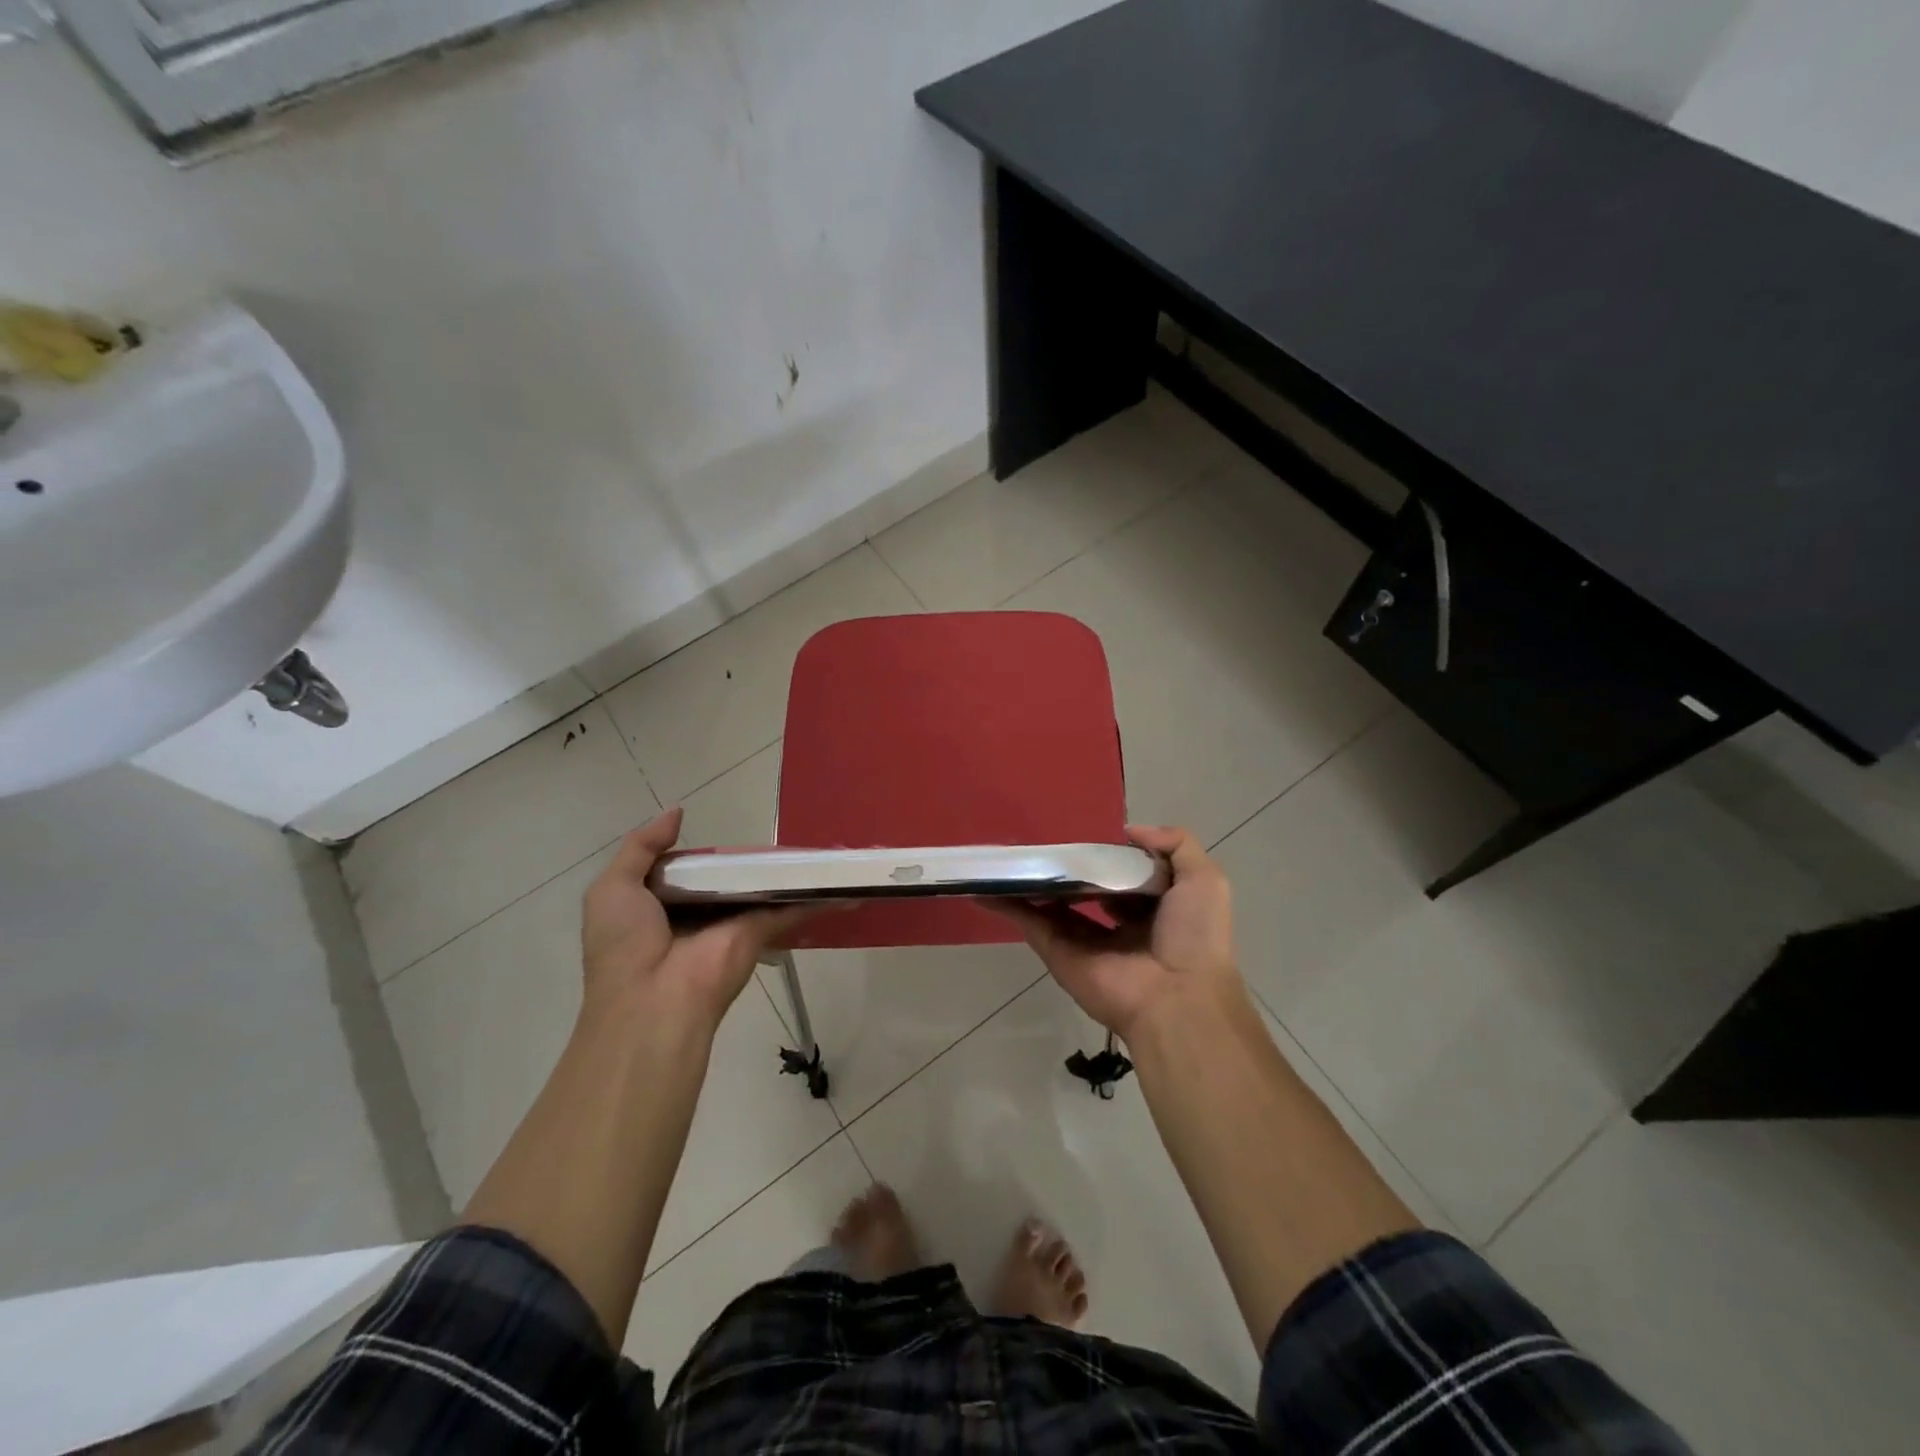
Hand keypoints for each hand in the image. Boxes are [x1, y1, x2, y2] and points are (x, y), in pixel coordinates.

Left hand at [581, 808, 809, 1032]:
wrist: (654, 1000)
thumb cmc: (625, 943)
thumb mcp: (612, 888)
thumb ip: (641, 847)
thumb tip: (677, 812)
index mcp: (660, 905)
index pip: (685, 870)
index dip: (699, 852)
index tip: (720, 831)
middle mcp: (698, 914)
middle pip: (726, 877)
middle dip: (744, 858)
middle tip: (769, 830)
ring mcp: (732, 922)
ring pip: (759, 888)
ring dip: (782, 869)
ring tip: (811, 840)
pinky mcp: (761, 931)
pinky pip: (789, 907)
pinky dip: (813, 893)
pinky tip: (837, 877)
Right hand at [997, 825, 1238, 1041]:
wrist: (1177, 995)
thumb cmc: (1193, 935)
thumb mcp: (1204, 879)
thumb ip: (1175, 844)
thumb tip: (1129, 831)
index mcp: (1153, 909)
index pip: (1125, 876)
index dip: (1109, 856)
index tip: (1087, 834)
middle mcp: (1118, 925)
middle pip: (1086, 889)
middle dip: (1067, 868)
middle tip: (1043, 840)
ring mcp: (1085, 940)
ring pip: (1052, 904)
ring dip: (1031, 882)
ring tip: (1006, 854)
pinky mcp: (1059, 953)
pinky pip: (1030, 923)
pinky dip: (1007, 905)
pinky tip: (985, 886)